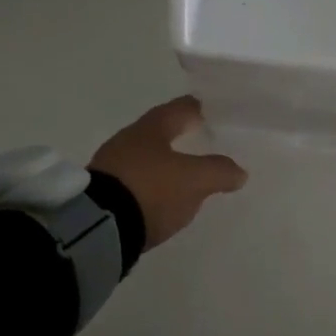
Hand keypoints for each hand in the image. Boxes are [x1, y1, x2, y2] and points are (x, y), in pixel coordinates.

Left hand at [91, 96, 247, 249]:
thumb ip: (219, 171)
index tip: (212, 110)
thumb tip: (239, 172)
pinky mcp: (101, 193)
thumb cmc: (151, 189)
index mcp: (151, 128)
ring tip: (183, 174)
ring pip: (145, 157)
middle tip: (201, 140)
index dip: (198, 108)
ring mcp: (110, 167)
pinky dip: (150, 184)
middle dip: (179, 135)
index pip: (180, 108)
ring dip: (164, 163)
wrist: (97, 228)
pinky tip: (160, 197)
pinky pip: (133, 181)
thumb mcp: (195, 180)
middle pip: (159, 132)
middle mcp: (128, 140)